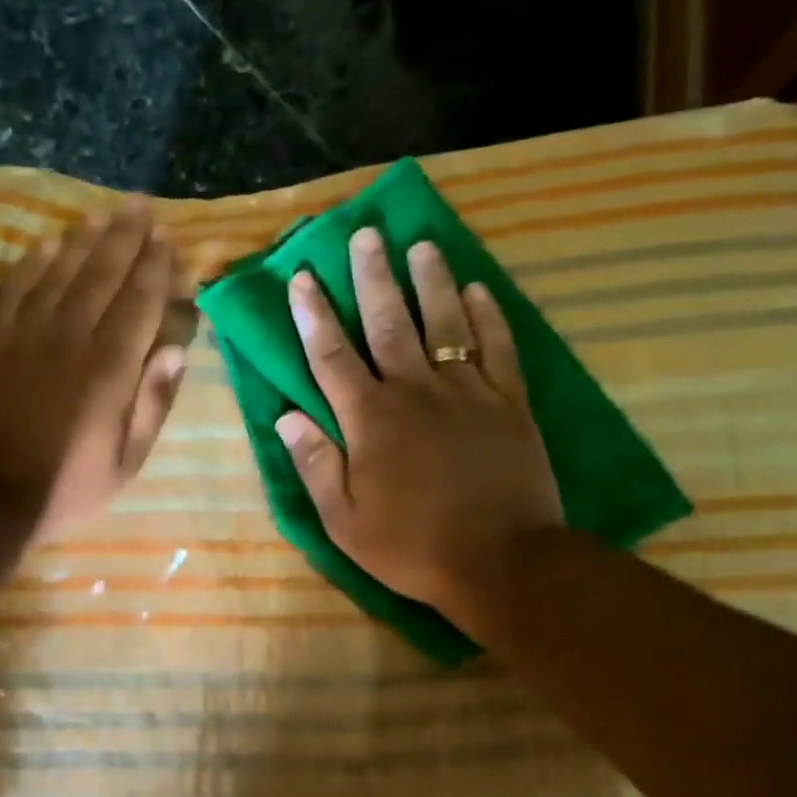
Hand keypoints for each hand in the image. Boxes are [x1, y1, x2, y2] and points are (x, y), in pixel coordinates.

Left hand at [0, 203, 190, 539]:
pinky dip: (32, 262)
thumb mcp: (126, 462)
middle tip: (141, 206)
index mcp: (110, 368)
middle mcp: (70, 337)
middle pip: (102, 274)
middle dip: (126, 237)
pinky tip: (46, 244)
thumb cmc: (66, 487)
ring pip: (59, 271)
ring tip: (102, 214)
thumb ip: (152, 403)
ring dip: (83, 239)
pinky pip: (13, 287)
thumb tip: (174, 350)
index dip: (157, 268)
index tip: (169, 241)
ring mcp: (24, 333)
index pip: (140, 302)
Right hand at [276, 227, 563, 633]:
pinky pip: (498, 347)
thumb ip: (316, 464)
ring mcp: (467, 392)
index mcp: (370, 419)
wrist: (502, 561)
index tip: (303, 277)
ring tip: (421, 245)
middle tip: (366, 235)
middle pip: (388, 322)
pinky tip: (478, 289)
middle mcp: (415, 391)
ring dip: (430, 281)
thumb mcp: (345, 521)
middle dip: (372, 277)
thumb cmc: (412, 546)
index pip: (332, 356)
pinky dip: (487, 316)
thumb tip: (287, 417)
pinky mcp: (509, 403)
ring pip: (444, 322)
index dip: (314, 315)